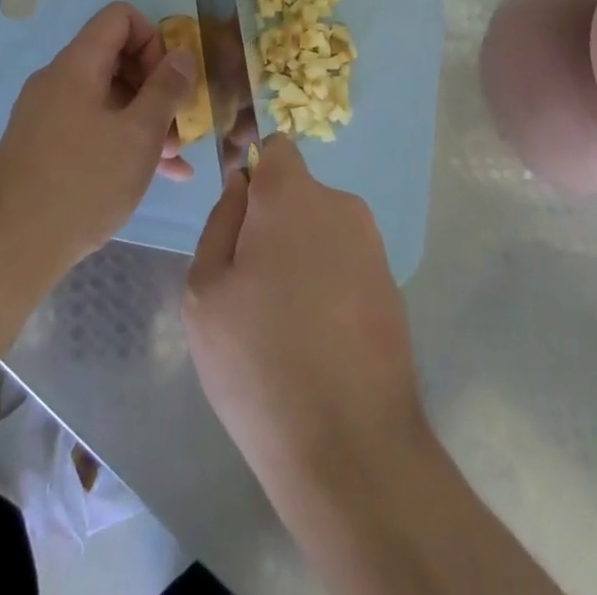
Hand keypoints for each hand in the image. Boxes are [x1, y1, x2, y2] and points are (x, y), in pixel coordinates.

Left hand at [0, 2, 193, 274]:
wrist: (8, 251)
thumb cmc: (82, 183)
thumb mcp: (139, 135)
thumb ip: (167, 89)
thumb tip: (183, 54)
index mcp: (76, 65)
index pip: (120, 17)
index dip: (154, 39)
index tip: (170, 81)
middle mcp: (58, 81)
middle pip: (116, 57)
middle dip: (156, 85)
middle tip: (179, 123)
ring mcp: (48, 115)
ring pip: (108, 98)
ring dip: (146, 118)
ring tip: (175, 156)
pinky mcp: (44, 148)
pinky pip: (93, 127)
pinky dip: (123, 140)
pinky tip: (158, 174)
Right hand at [183, 136, 427, 492]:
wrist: (352, 447)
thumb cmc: (260, 360)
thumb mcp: (205, 291)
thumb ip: (220, 222)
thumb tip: (242, 188)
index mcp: (291, 195)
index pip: (275, 150)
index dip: (254, 176)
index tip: (241, 223)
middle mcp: (340, 204)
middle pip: (296, 195)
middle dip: (273, 224)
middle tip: (252, 289)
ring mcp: (372, 245)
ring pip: (321, 231)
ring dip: (302, 258)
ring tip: (285, 325)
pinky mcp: (392, 285)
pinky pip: (345, 265)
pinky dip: (329, 286)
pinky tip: (318, 342)